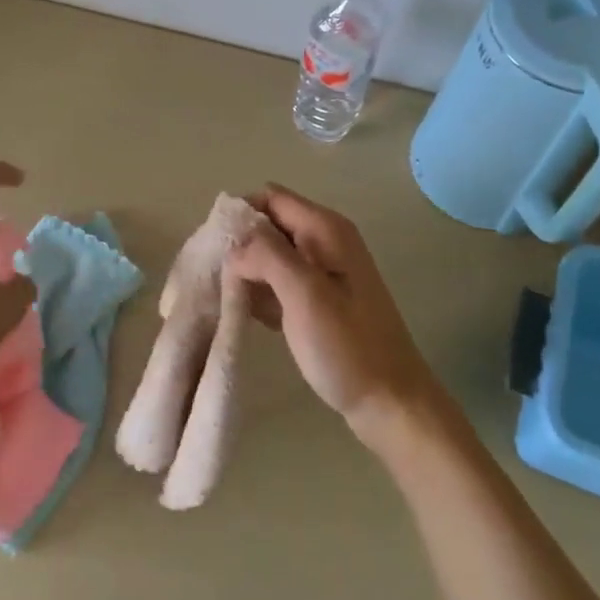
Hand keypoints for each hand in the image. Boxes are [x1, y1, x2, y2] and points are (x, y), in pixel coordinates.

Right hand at [226, 184, 437, 447]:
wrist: (390, 401)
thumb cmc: (348, 346)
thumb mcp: (305, 295)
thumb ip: (267, 256)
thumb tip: (234, 243)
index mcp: (325, 230)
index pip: (270, 198)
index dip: (240, 215)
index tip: (213, 248)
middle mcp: (324, 242)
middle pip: (268, 225)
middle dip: (238, 245)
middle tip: (210, 276)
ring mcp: (322, 273)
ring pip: (270, 256)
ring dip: (245, 272)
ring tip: (219, 297)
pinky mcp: (317, 301)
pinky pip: (278, 284)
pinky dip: (258, 294)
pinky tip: (241, 314)